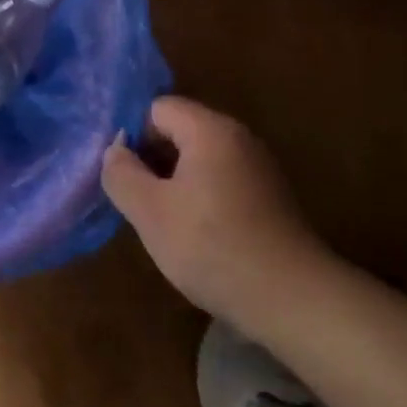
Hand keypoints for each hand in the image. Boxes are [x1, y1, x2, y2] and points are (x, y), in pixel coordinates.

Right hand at [102, 96, 334, 330]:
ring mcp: (258, 168)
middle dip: (150, 159)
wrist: (291, 298)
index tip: (120, 173)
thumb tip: (114, 150)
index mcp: (210, 131)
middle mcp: (239, 138)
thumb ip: (121, 173)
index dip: (132, 134)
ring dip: (171, 182)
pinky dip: (198, 198)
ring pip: (198, 159)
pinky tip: (191, 234)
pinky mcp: (267, 198)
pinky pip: (219, 181)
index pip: (157, 108)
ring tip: (158, 220)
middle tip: (133, 198)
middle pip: (179, 130)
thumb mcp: (149, 211)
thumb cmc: (211, 246)